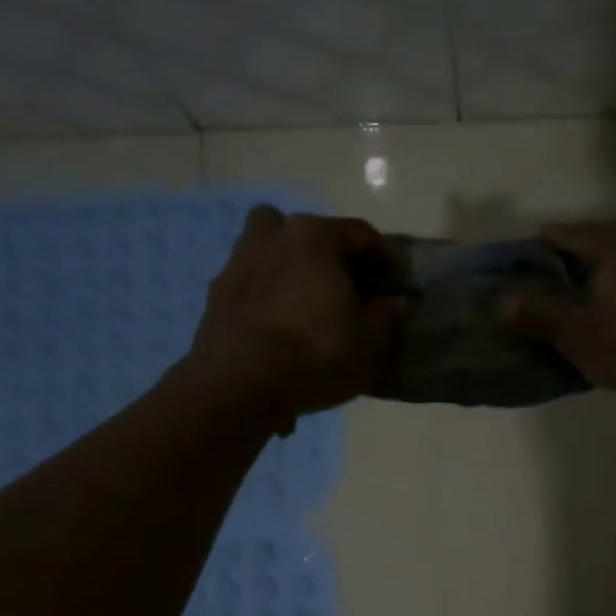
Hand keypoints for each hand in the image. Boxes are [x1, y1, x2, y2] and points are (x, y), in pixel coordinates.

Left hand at [191, 207, 403, 430]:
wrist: (239, 384)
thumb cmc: (315, 353)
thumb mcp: (369, 342)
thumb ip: (385, 316)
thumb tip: (394, 302)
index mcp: (313, 237)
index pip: (360, 232)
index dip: (385, 256)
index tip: (398, 282)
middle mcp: (272, 237)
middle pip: (308, 231)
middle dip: (331, 252)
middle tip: (348, 284)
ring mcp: (238, 263)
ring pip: (270, 248)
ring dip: (290, 264)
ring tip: (308, 299)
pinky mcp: (217, 295)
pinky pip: (252, 282)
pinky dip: (268, 293)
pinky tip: (280, 323)